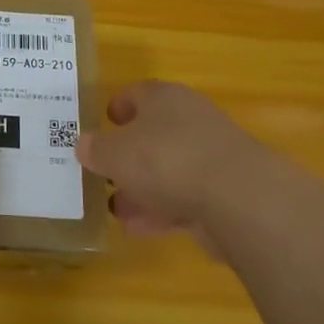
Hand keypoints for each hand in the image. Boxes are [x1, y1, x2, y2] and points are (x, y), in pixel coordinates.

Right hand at [76, 81, 306, 243]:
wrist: (238, 198)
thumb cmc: (165, 159)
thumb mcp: (114, 153)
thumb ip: (96, 149)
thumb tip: (85, 145)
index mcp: (164, 99)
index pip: (137, 93)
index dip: (118, 106)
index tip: (103, 122)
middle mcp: (190, 120)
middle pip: (154, 134)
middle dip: (128, 156)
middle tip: (104, 173)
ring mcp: (211, 157)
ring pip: (168, 170)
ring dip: (142, 189)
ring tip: (116, 209)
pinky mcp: (225, 193)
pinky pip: (184, 199)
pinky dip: (162, 212)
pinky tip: (139, 230)